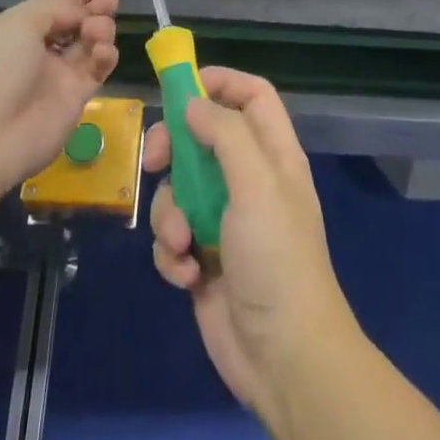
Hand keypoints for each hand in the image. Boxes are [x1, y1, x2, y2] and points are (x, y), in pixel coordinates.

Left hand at [0, 0, 119, 193]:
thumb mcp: (19, 23)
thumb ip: (58, 7)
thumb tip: (83, 10)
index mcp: (15, 28)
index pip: (54, 3)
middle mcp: (36, 50)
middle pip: (75, 21)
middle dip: (94, 7)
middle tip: (109, 0)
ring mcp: (56, 75)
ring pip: (89, 42)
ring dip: (100, 28)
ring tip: (98, 29)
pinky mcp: (75, 99)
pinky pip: (97, 69)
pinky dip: (105, 55)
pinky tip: (103, 51)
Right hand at [144, 68, 356, 419]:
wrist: (284, 357)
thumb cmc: (276, 258)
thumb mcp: (257, 184)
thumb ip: (226, 134)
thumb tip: (193, 102)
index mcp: (273, 154)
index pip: (252, 95)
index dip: (220, 82)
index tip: (180, 87)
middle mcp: (249, 179)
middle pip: (203, 137)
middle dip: (174, 148)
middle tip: (155, 161)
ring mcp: (225, 219)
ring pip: (179, 190)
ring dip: (170, 214)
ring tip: (182, 242)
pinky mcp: (204, 256)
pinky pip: (173, 236)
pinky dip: (173, 252)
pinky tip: (188, 275)